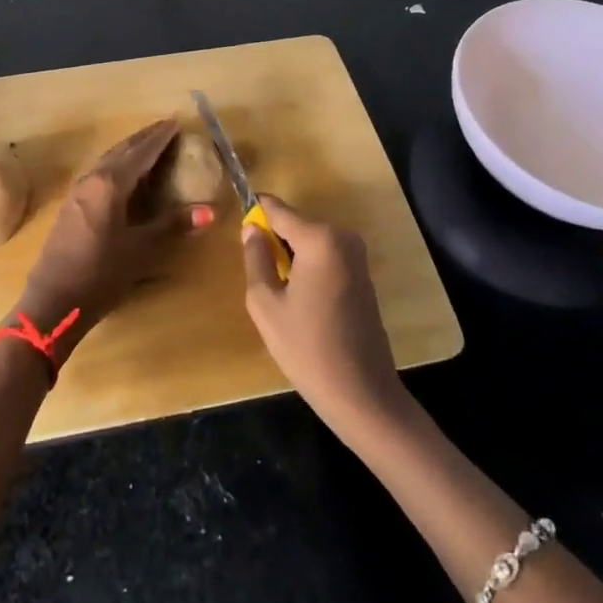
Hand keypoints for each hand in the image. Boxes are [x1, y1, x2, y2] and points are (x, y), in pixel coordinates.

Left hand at [14, 118, 211, 359]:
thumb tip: (210, 211)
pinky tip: (124, 173)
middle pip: (122, 150)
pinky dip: (116, 163)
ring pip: (108, 158)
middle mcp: (92, 178)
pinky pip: (99, 171)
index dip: (160, 138)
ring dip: (129, 149)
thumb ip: (173, 225)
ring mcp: (78, 190)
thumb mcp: (141, 249)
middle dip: (145, 137)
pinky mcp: (71, 204)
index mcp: (110, 184)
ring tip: (148, 145)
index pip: (141, 153)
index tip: (176, 123)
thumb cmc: (101, 274)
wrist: (53, 300)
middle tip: (166, 127)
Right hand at [242, 196, 404, 438]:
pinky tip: (302, 303)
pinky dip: (309, 268)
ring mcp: (357, 255)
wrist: (362, 394)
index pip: (277, 209)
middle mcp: (342, 236)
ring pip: (310, 240)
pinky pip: (326, 256)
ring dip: (291, 256)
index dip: (255, 214)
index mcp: (319, 238)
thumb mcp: (266, 303)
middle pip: (295, 223)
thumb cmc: (307, 348)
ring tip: (280, 295)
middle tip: (260, 277)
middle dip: (274, 241)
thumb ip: (255, 258)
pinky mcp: (363, 274)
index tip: (239, 233)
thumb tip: (251, 229)